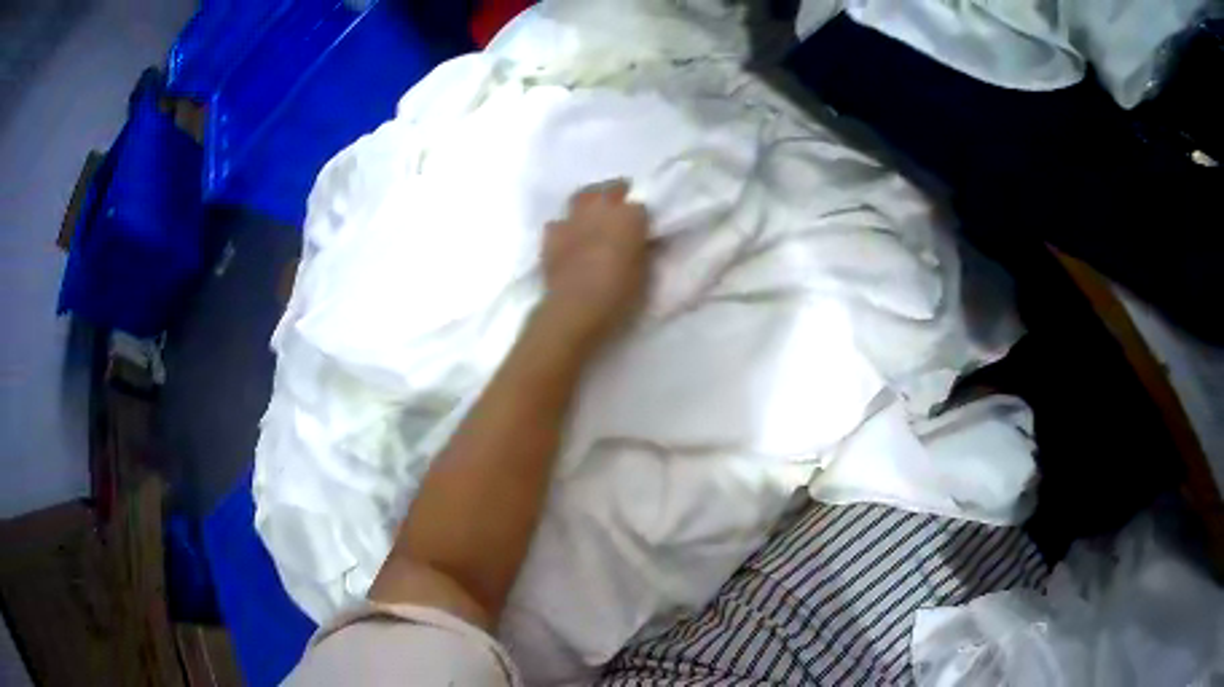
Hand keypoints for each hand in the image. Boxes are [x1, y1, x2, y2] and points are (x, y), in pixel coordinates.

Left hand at [538, 180, 648, 350]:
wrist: (575, 309)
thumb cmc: (619, 294)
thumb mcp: (645, 273)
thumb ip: (644, 250)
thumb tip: (644, 241)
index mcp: (629, 217)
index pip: (640, 207)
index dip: (640, 217)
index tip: (642, 227)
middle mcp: (600, 209)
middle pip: (610, 189)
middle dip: (616, 194)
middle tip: (620, 209)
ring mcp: (572, 219)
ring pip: (581, 197)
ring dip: (589, 201)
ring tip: (594, 214)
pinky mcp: (551, 235)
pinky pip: (559, 222)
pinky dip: (565, 227)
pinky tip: (569, 237)